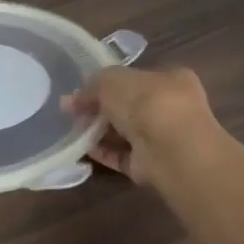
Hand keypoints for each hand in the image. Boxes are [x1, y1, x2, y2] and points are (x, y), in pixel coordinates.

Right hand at [67, 65, 223, 190]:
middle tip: (73, 111)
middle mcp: (171, 108)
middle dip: (101, 108)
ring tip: (73, 129)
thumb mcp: (110, 80)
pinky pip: (124, 156)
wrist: (170, 150)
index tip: (85, 90)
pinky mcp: (154, 165)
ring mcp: (164, 139)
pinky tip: (83, 148)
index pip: (137, 78)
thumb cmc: (145, 102)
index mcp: (171, 79)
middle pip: (130, 106)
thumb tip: (72, 99)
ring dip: (100, 130)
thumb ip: (91, 86)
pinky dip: (104, 152)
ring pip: (126, 132)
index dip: (109, 83)